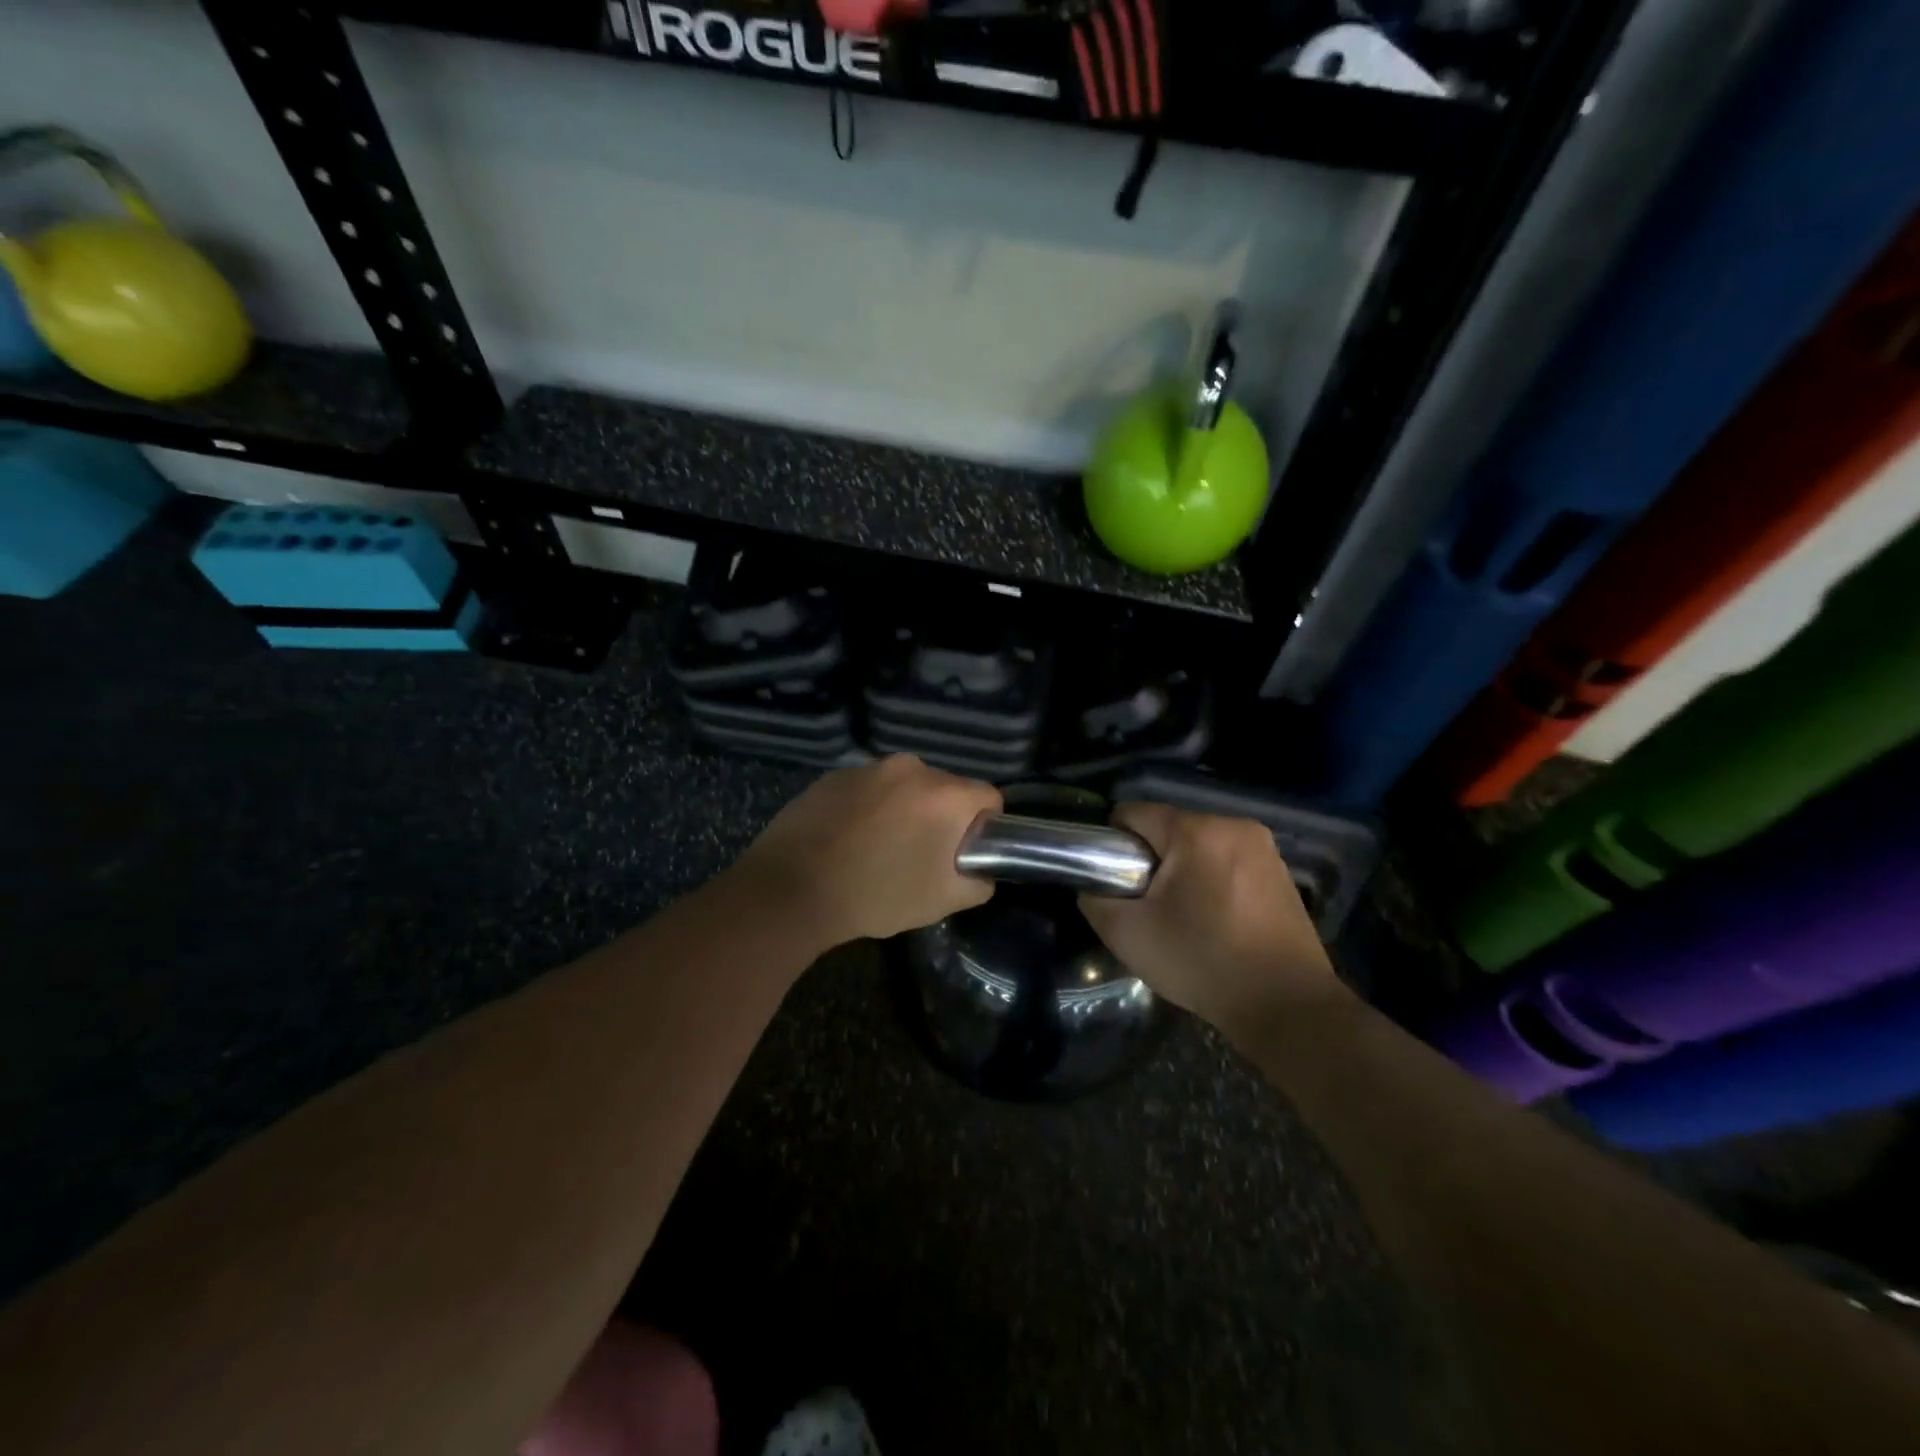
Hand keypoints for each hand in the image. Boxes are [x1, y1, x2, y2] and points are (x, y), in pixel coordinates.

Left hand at [729, 754, 1002, 947]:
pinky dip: (868, 808)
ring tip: (879, 849)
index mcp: (945, 794)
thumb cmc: (877, 894)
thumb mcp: (943, 901)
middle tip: (921, 856)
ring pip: (903, 787)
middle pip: (945, 789)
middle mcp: (910, 768)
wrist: (792, 889)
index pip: (989, 797)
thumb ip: (979, 882)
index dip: (985, 826)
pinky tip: (847, 840)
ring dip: (903, 810)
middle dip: (941, 817)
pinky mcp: (833, 775)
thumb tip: (981, 871)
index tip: (965, 852)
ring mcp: (868, 768)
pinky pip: (867, 788)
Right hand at [1079, 802, 1349, 1042]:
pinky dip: (1212, 881)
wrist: (1287, 1006)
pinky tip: (1214, 921)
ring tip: (1181, 917)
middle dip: (1150, 860)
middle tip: (1146, 906)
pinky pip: (1228, 862)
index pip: (1133, 813)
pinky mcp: (1282, 873)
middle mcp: (1234, 826)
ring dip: (1182, 871)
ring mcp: (1264, 849)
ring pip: (1199, 846)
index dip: (1112, 843)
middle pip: (1168, 829)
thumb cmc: (1203, 962)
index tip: (1113, 880)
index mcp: (1196, 831)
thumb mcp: (1128, 935)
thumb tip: (1093, 886)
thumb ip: (1096, 900)